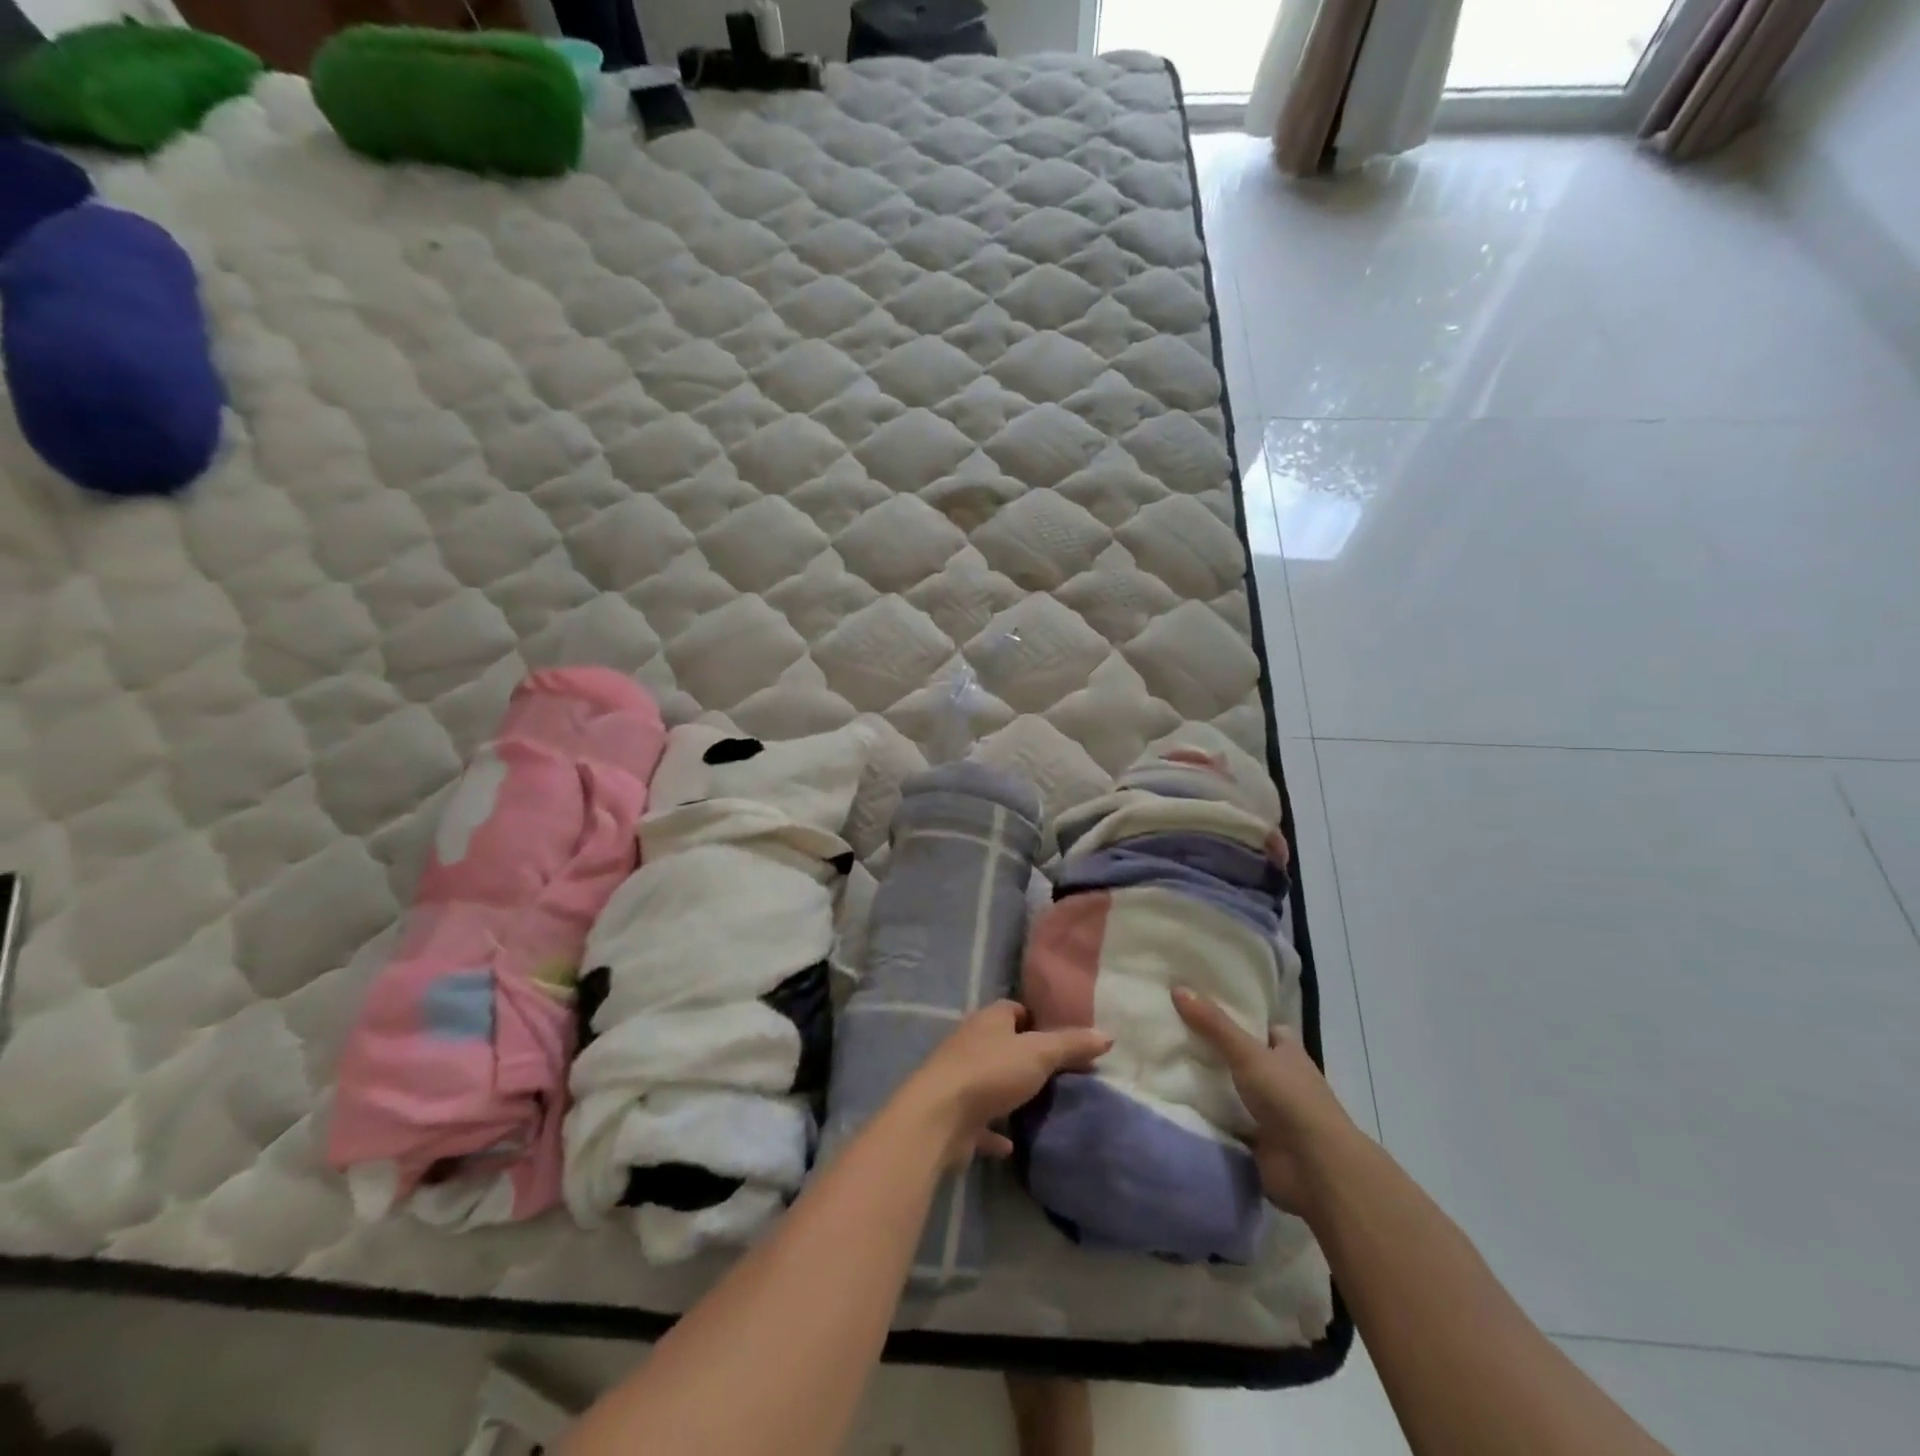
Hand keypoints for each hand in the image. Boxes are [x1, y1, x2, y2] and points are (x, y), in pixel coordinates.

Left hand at [902, 1001, 1111, 1167]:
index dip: (1037, 1020)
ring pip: (991, 1080)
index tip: (1062, 1038)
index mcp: (988, 1020)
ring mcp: (959, 1078)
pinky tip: (1012, 1143)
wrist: (939, 1117)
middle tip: (1058, 1073)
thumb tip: (1107, 1035)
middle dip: (1026, 1056)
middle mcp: (971, 1043)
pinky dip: (995, 1130)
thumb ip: (1071, 1045)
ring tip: (1040, 1105)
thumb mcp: (1039, 1053)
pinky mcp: (955, 1114)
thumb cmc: (990, 1072)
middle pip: (1003, 1044)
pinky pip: (980, 1120)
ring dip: (1010, 1092)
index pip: (1014, 1009)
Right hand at [1172, 987, 1358, 1213]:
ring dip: (1210, 1086)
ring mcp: (1271, 1113)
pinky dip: (1209, 1117)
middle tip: (1174, 1034)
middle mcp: (1282, 1080)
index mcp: (1288, 1053)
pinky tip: (1178, 1103)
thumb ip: (1213, 1025)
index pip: (1265, 1028)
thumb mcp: (1248, 1053)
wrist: (1314, 1168)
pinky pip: (1227, 1123)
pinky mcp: (1258, 1142)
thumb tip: (1177, 987)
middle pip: (1245, 1059)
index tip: (1203, 1008)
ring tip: (1167, 1065)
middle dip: (1215, 1051)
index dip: (1239, 1017)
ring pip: (1234, 1092)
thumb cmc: (1289, 1098)